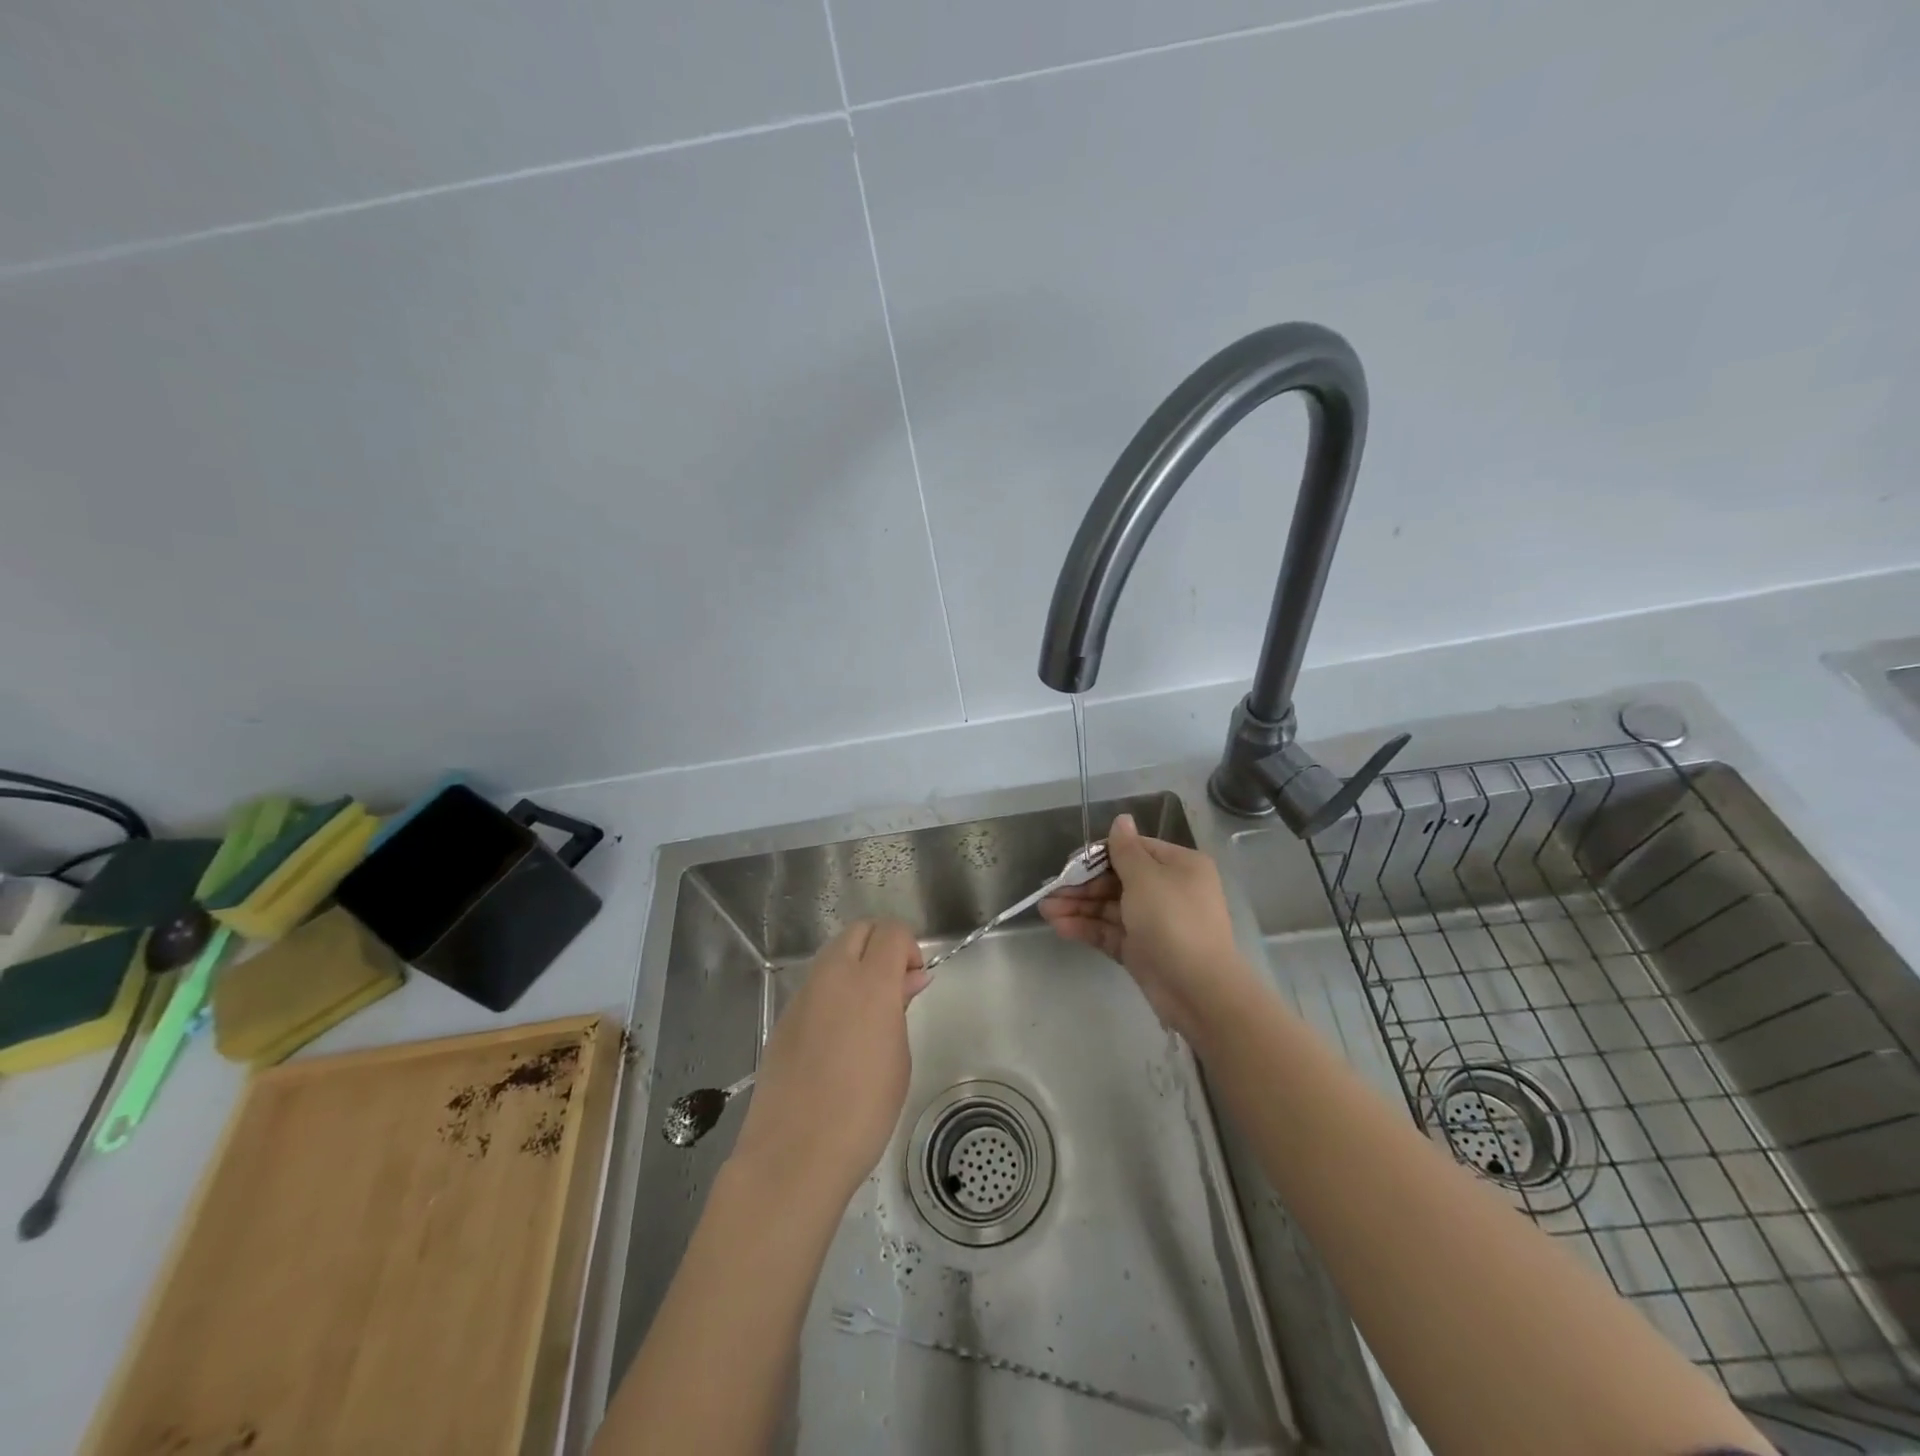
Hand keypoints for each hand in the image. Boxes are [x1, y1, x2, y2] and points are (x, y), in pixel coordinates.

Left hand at [729, 919, 928, 1205]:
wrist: (794, 1154)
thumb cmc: (863, 1111)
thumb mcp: (898, 1059)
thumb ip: (901, 1008)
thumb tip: (909, 979)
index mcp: (869, 982)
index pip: (892, 932)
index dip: (909, 948)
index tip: (914, 981)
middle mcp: (833, 976)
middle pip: (859, 930)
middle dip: (881, 945)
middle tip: (894, 987)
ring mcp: (803, 995)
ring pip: (833, 954)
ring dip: (855, 964)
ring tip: (868, 1012)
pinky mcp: (784, 1017)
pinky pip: (815, 985)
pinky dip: (833, 990)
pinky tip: (838, 1035)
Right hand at [1039, 813, 1254, 1041]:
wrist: (1198, 990)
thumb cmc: (1173, 920)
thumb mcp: (1146, 877)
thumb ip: (1125, 850)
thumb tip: (1122, 818)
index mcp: (1178, 866)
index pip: (1134, 850)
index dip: (1100, 855)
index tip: (1071, 862)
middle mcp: (1168, 890)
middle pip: (1118, 880)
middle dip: (1083, 885)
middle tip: (1050, 890)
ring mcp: (1154, 922)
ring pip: (1110, 907)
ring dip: (1078, 907)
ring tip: (1045, 910)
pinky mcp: (1141, 950)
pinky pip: (1110, 932)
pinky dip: (1086, 928)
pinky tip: (1059, 926)